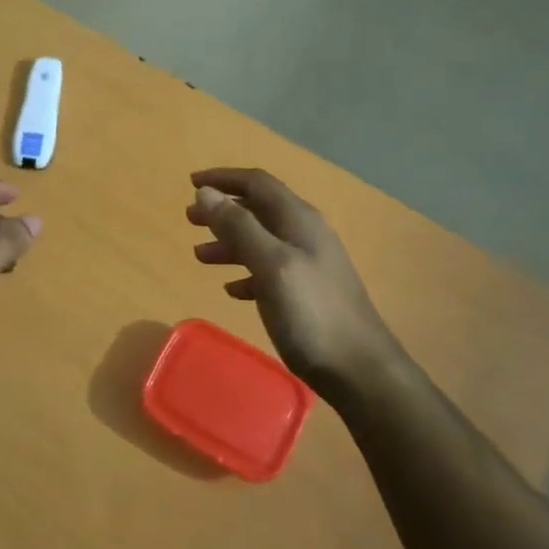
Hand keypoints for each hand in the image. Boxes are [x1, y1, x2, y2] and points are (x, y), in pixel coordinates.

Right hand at [187, 168, 401, 393]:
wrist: (359, 369)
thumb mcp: (271, 264)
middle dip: (222, 210)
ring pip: (261, 240)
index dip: (223, 179)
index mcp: (298, 220)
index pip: (257, 183)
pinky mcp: (306, 293)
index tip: (190, 183)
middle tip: (189, 219)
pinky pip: (269, 270)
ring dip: (229, 242)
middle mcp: (304, 234)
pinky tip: (231, 289)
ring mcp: (308, 264)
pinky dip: (246, 272)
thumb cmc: (312, 313)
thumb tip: (206, 192)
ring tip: (199, 254)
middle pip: (258, 209)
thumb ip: (239, 227)